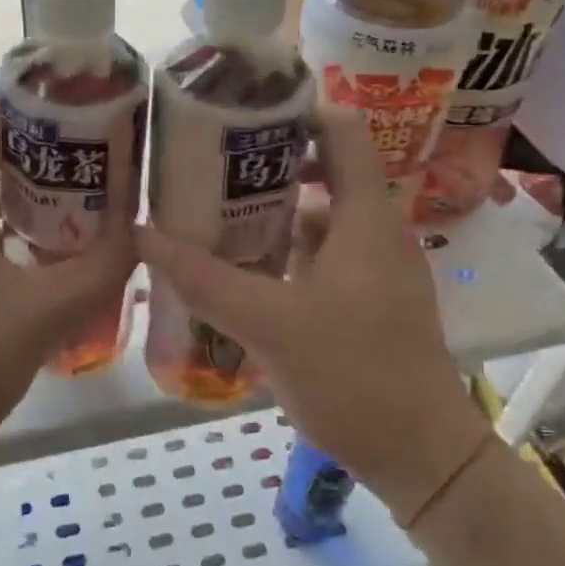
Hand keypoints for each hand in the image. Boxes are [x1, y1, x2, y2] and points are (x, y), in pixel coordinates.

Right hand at [139, 107, 488, 522]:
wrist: (420, 456)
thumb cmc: (354, 376)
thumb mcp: (269, 323)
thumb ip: (205, 279)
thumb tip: (143, 234)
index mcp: (366, 218)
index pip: (342, 130)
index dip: (296, 109)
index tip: (239, 113)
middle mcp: (375, 231)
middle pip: (325, 169)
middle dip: (267, 161)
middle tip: (208, 163)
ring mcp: (374, 267)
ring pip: (320, 216)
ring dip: (271, 209)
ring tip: (212, 209)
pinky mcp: (367, 300)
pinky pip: (321, 254)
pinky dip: (283, 250)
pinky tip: (241, 268)